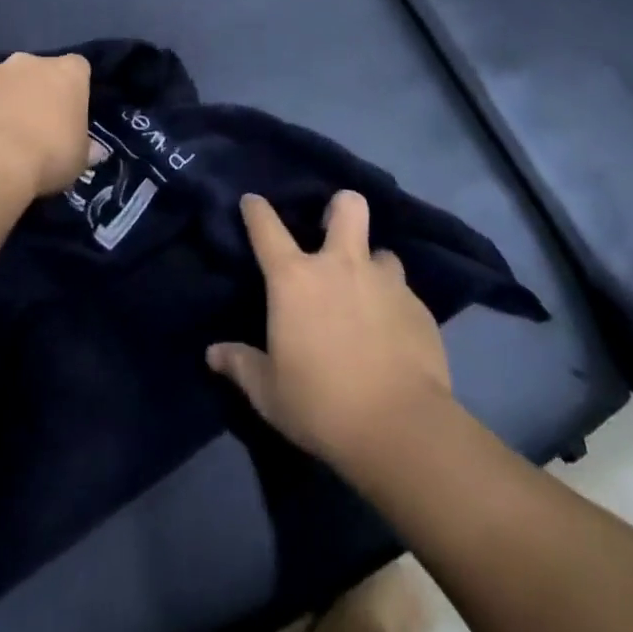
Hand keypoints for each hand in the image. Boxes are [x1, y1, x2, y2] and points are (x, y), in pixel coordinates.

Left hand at [0, 53, 98, 204]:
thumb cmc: (47, 157)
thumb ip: (86, 148)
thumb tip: (93, 150)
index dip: (73, 91)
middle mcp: (27, 62)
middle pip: (34, 72)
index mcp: (65, 73)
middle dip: (32, 92)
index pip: (77, 69)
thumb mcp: (79, 160)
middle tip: (32, 128)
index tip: (68, 115)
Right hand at [207, 191, 452, 469]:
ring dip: (373, 266)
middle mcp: (341, 266)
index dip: (256, 210)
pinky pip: (404, 294)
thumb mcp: (270, 394)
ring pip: (382, 252)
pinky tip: (394, 335)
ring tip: (369, 294)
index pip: (267, 228)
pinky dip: (395, 306)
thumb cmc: (322, 406)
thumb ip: (242, 365)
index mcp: (295, 279)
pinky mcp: (419, 308)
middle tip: (332, 230)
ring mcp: (385, 282)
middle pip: (347, 206)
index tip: (252, 202)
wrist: (402, 429)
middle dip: (340, 206)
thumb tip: (213, 353)